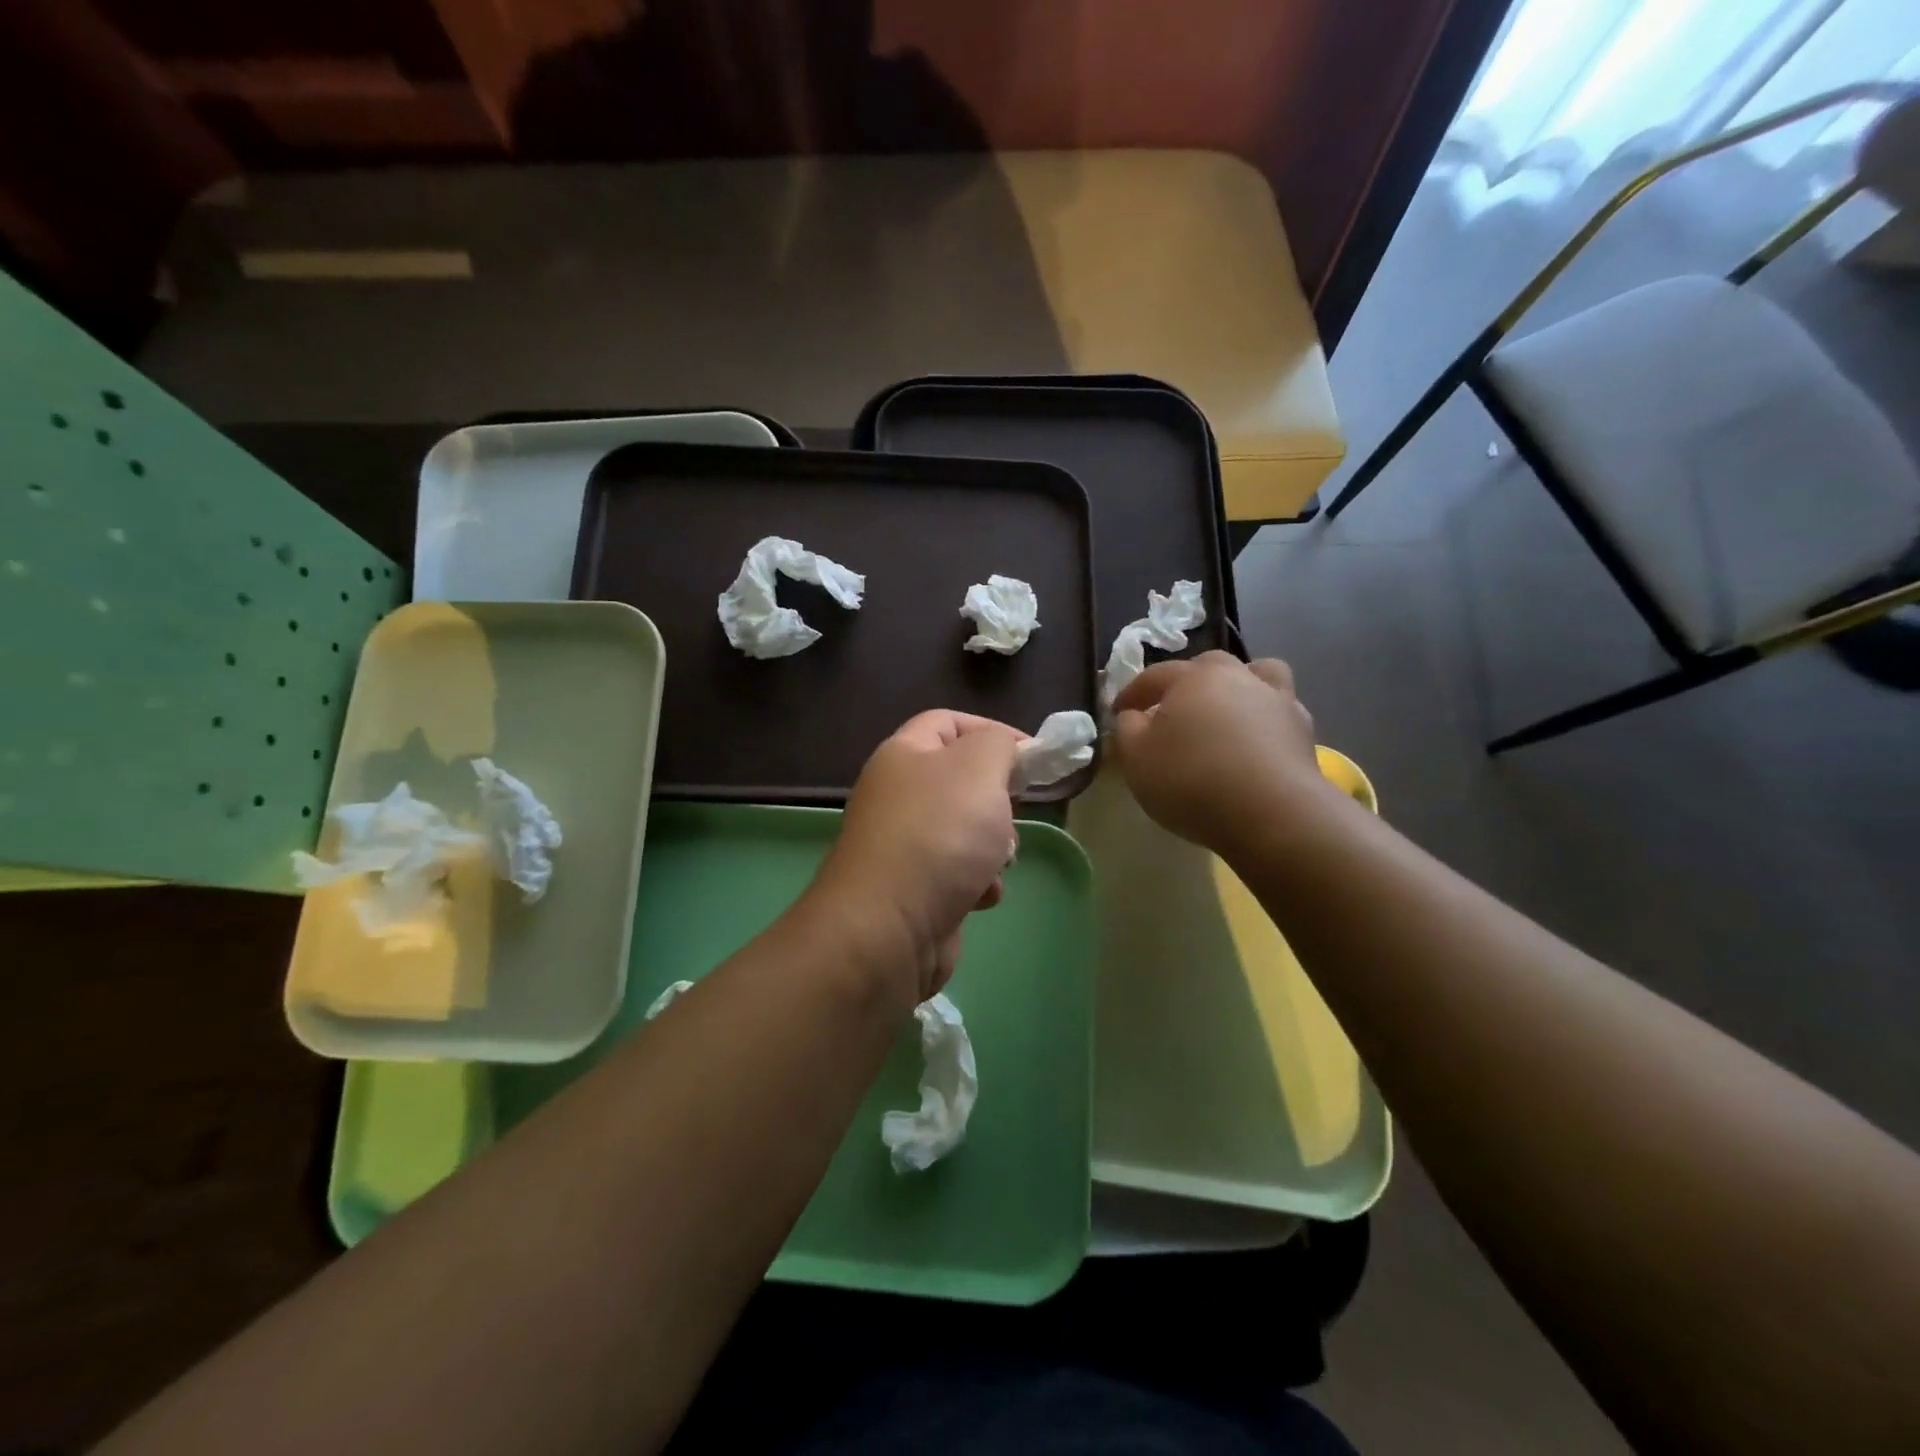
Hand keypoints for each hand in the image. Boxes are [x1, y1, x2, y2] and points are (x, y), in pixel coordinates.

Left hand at [809, 710, 1022, 1005]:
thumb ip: (998, 744)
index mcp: (903, 755)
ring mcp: (904, 844)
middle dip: (997, 797)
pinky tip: (980, 895)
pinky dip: (977, 882)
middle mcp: (898, 795)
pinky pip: (959, 873)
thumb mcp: (979, 768)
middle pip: (961, 779)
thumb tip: (1003, 750)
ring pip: (966, 830)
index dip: (991, 729)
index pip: (947, 722)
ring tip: (998, 861)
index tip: (1032, 755)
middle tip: (1011, 812)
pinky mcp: (914, 889)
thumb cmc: (939, 834)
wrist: (889, 928)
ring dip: (994, 845)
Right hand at [1111, 651, 1341, 855]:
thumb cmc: (1192, 780)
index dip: (1133, 693)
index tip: (1118, 713)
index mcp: (1193, 678)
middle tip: (1173, 710)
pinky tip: (1255, 741)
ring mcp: (1276, 699)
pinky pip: (1280, 709)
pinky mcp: (1303, 729)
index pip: (1154, 675)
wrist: (1272, 813)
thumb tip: (1132, 715)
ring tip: (1226, 712)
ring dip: (1239, 685)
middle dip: (1187, 682)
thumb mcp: (1136, 758)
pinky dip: (1265, 717)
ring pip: (1257, 674)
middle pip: (1208, 665)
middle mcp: (1237, 676)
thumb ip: (1127, 729)